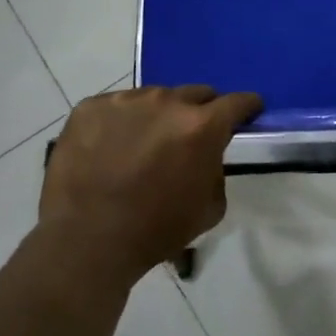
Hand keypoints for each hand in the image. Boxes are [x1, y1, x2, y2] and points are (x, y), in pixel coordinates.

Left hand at [37, 85, 262, 287]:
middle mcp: (166, 102)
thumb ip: (216, 169)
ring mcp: (124, 101)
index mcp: (201, 126)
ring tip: (143, 144)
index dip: (247, 106)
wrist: (87, 241)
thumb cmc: (156, 230)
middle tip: (189, 135)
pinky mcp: (89, 107)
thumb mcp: (210, 208)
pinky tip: (110, 149)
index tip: (248, 111)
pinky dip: (120, 122)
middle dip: (200, 111)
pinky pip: (115, 107)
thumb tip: (207, 155)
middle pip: (195, 93)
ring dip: (157, 115)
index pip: (237, 102)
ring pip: (153, 98)